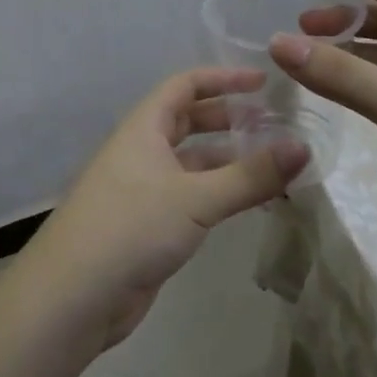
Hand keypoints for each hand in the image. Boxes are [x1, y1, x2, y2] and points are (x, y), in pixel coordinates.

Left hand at [12, 68, 309, 351]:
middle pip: (189, 121)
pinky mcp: (148, 225)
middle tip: (275, 125)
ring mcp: (143, 189)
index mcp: (144, 128)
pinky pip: (191, 196)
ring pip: (193, 163)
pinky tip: (250, 204)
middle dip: (230, 119)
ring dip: (230, 161)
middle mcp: (142, 151)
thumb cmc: (131, 228)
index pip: (185, 85)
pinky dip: (220, 193)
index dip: (223, 79)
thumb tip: (303, 147)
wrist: (73, 297)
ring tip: (275, 166)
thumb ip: (250, 176)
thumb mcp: (195, 198)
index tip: (263, 82)